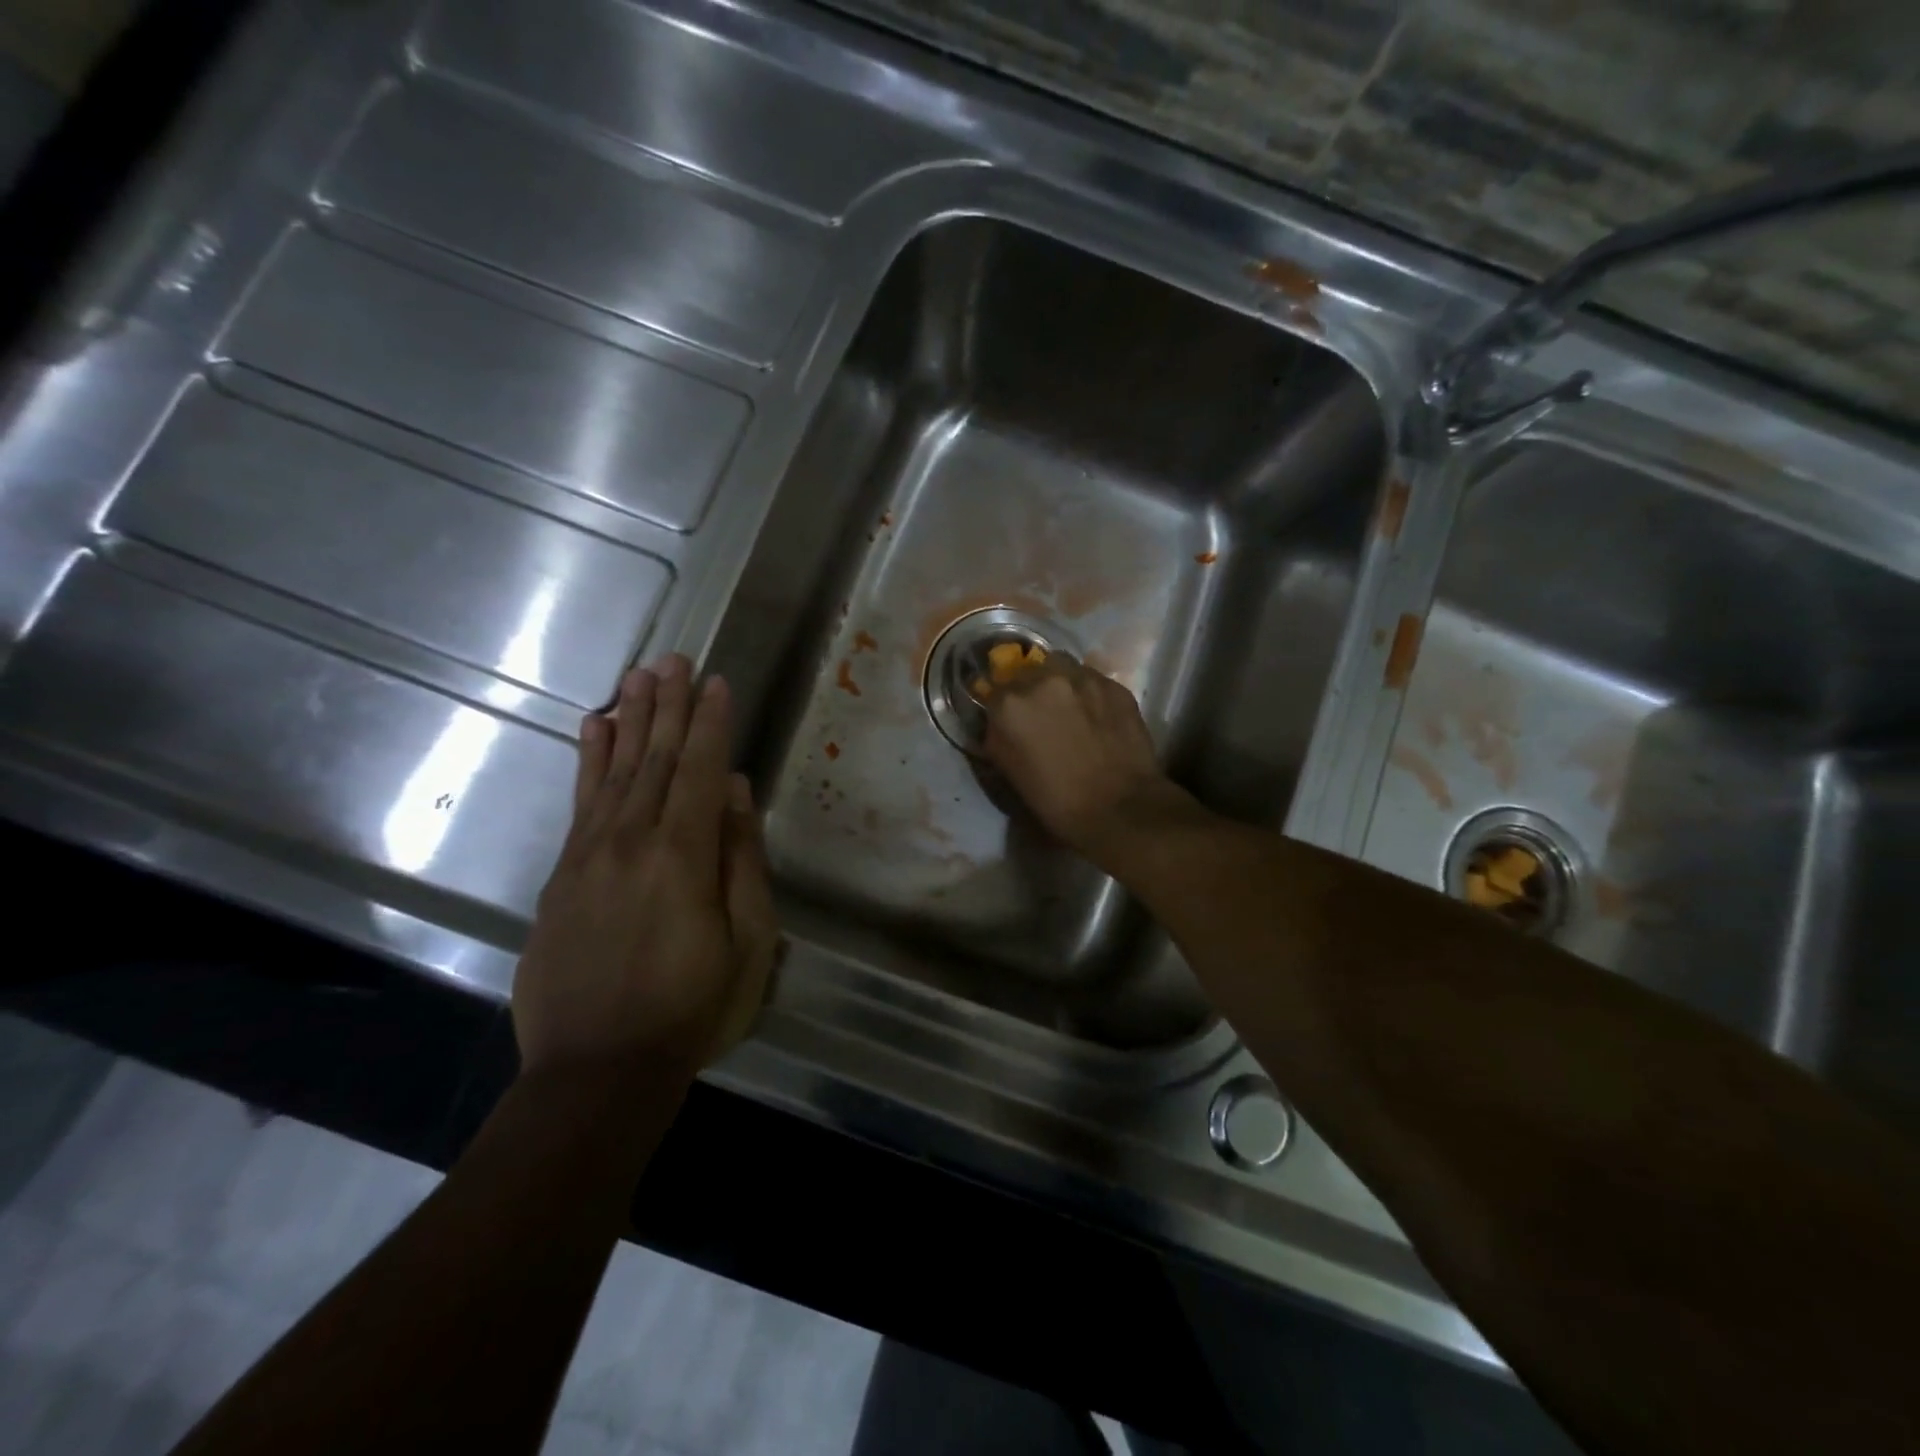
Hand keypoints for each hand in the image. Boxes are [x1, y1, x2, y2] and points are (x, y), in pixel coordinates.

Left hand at [513, 655, 779, 1083]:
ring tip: (637, 677)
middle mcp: (631, 840)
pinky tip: (592, 730)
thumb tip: (735, 792)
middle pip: (653, 759)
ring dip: (629, 720)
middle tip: (672, 659)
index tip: (715, 681)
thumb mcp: (746, 942)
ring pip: (614, 771)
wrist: (596, 1070)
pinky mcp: (562, 876)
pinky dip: (587, 761)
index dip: (710, 723)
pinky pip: (578, 803)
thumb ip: (740, 860)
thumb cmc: (691, 1008)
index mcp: (682, 855)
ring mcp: (589, 856)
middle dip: (666, 706)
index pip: (699, 770)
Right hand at [980, 653, 1195, 865]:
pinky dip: (1089, 694)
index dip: (1002, 706)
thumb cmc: (1056, 801)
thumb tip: (999, 721)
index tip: (1010, 720)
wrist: (1119, 809)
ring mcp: (1082, 678)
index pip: (994, 689)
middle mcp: (1042, 679)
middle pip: (1028, 671)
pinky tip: (1097, 717)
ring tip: (1070, 709)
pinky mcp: (1114, 685)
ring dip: (1060, 684)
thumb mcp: (1009, 771)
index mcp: (1009, 704)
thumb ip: (997, 735)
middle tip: (1042, 714)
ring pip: (1062, 667)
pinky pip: (1093, 680)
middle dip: (1031, 689)